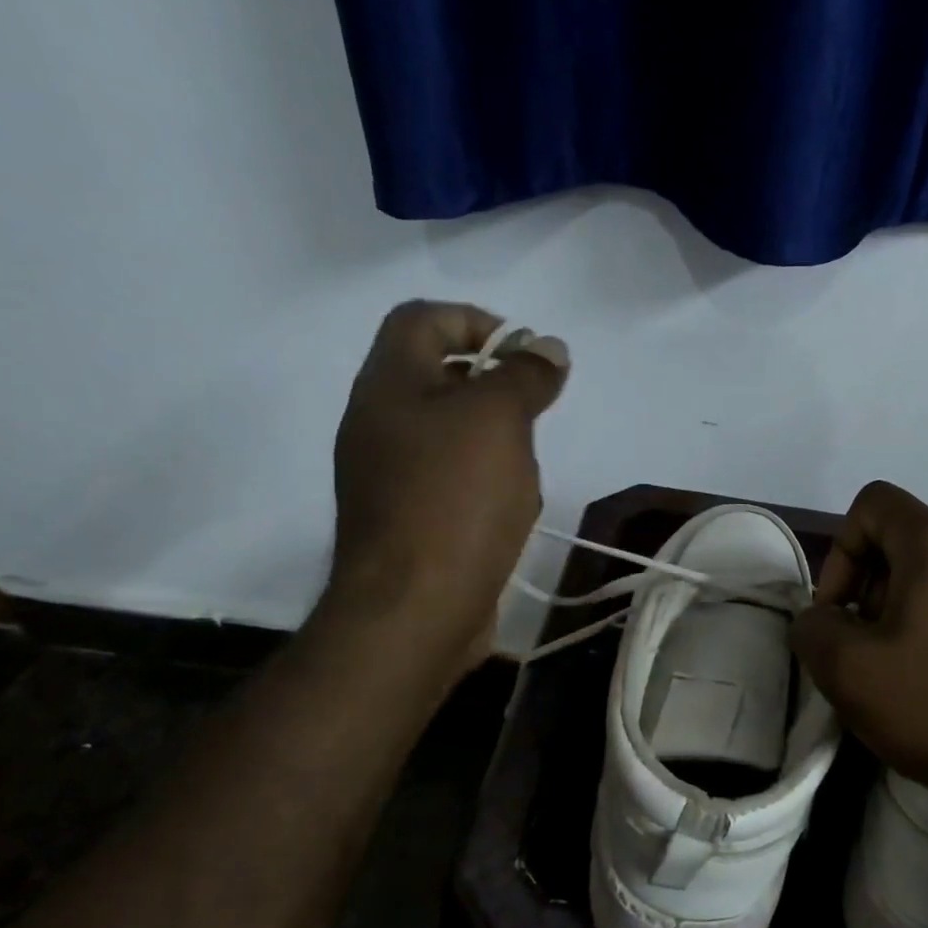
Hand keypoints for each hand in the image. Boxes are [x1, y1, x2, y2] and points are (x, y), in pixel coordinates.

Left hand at [323, 301, 567, 669]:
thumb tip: (549, 348)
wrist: (415, 608)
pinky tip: (510, 505)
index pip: (423, 319)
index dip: (477, 320)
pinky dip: (485, 477)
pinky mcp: (409, 517)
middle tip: (535, 408)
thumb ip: (525, 375)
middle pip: (438, 374)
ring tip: (525, 464)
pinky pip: (451, 476)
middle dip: (495, 383)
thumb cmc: (455, 499)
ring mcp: (389, 474)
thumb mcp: (498, 420)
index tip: (525, 353)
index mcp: (388, 385)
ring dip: (495, 435)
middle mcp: (379, 422)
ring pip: (451, 430)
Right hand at [790, 482, 927, 824]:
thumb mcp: (846, 671)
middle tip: (870, 650)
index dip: (841, 551)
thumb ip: (812, 627)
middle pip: (909, 542)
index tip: (840, 612)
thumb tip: (821, 619)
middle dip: (875, 588)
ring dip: (914, 609)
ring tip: (912, 670)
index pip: (873, 504)